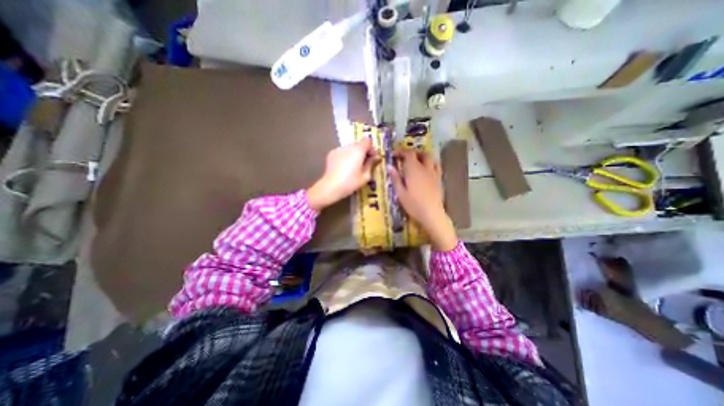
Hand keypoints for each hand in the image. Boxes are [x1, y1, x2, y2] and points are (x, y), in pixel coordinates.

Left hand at [308, 139, 380, 210]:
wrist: (330, 187)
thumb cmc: (350, 182)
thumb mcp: (365, 176)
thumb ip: (371, 164)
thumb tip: (375, 158)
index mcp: (358, 150)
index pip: (368, 141)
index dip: (371, 149)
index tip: (372, 158)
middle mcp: (348, 146)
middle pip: (358, 145)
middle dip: (363, 152)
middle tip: (364, 164)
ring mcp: (338, 149)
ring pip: (350, 149)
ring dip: (354, 155)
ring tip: (353, 167)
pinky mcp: (331, 154)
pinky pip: (342, 153)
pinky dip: (345, 157)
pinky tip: (344, 168)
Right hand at [388, 149, 453, 250]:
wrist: (431, 214)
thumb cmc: (413, 204)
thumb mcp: (400, 192)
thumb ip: (395, 178)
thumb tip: (389, 166)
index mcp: (414, 169)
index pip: (408, 154)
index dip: (401, 151)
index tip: (394, 155)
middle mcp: (425, 168)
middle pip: (422, 154)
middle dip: (413, 153)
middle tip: (405, 158)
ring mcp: (434, 173)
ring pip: (431, 159)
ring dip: (423, 157)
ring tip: (417, 163)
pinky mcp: (439, 180)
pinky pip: (436, 167)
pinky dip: (431, 164)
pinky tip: (427, 171)